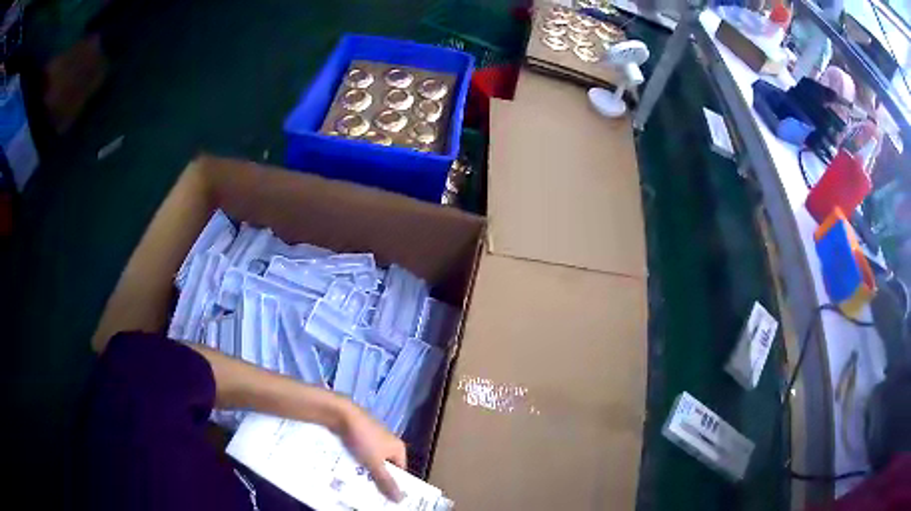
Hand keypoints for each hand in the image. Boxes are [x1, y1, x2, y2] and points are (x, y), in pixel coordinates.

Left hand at [337, 404, 406, 501]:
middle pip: (385, 467)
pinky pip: (360, 453)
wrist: (341, 414)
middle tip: (369, 494)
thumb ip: (386, 482)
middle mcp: (388, 442)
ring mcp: (373, 438)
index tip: (385, 498)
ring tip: (356, 485)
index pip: (401, 472)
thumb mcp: (375, 463)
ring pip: (371, 461)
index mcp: (398, 448)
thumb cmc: (363, 438)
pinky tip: (346, 470)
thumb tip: (400, 500)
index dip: (394, 485)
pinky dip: (355, 461)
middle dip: (377, 479)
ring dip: (364, 471)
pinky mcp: (359, 435)